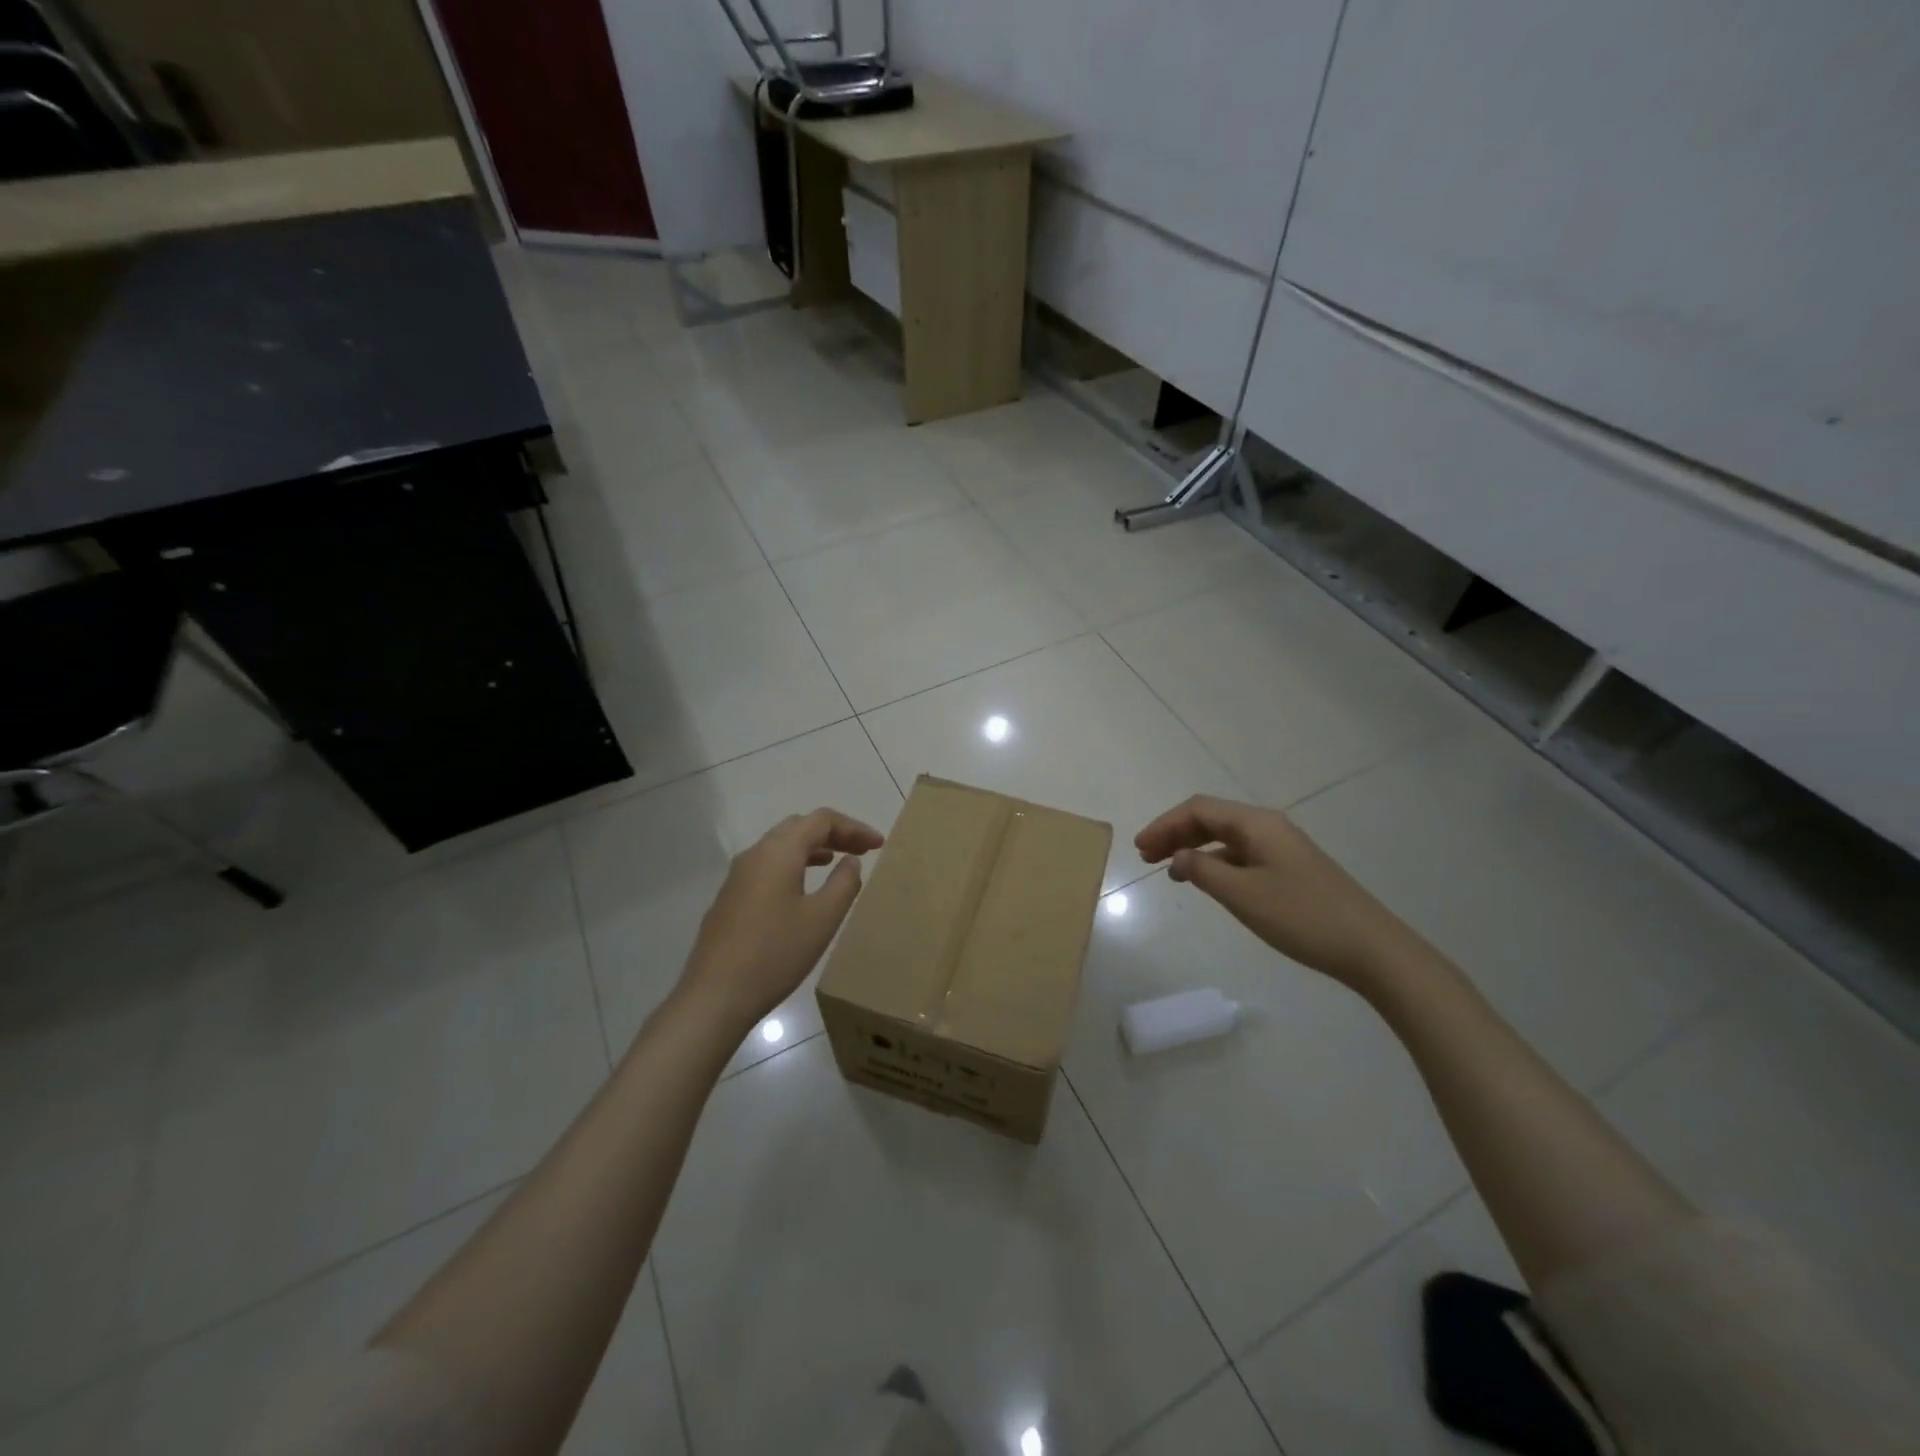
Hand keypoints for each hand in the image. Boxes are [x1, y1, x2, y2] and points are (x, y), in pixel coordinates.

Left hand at [679, 808, 884, 1029]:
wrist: (715, 995)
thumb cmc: (776, 953)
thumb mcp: (822, 918)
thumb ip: (844, 883)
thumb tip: (851, 860)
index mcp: (779, 852)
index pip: (821, 820)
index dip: (853, 827)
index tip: (878, 844)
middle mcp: (755, 854)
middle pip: (798, 827)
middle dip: (833, 833)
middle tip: (862, 850)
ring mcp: (738, 876)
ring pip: (780, 846)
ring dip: (812, 848)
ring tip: (838, 862)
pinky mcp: (730, 898)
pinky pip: (768, 866)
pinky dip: (794, 864)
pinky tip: (803, 888)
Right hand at [1135, 795, 1424, 991]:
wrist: (1371, 947)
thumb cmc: (1302, 916)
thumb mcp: (1243, 895)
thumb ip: (1203, 871)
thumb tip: (1177, 857)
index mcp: (1257, 824)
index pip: (1199, 809)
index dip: (1165, 824)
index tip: (1140, 848)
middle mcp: (1268, 827)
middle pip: (1212, 818)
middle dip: (1176, 833)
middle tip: (1147, 857)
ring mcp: (1282, 848)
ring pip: (1226, 836)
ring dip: (1194, 847)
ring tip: (1169, 869)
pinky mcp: (1290, 868)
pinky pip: (1241, 854)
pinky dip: (1216, 861)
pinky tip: (1207, 880)